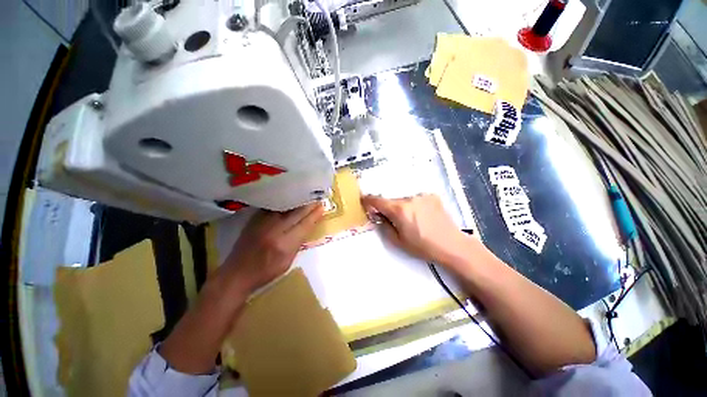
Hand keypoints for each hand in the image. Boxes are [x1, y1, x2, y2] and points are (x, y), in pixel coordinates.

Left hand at [223, 203, 323, 294]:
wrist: (236, 273)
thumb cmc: (265, 272)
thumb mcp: (287, 262)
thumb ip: (298, 244)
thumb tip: (306, 227)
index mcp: (284, 245)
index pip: (304, 225)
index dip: (314, 215)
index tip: (322, 207)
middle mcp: (274, 231)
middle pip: (296, 214)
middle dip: (308, 205)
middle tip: (317, 198)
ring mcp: (263, 223)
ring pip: (285, 208)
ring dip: (297, 201)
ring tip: (306, 195)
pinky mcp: (255, 220)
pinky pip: (273, 207)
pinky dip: (283, 203)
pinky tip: (289, 198)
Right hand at [361, 194, 469, 264]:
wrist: (452, 245)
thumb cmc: (423, 246)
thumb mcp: (398, 241)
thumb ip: (384, 226)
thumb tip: (377, 216)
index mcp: (399, 210)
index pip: (377, 200)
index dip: (368, 200)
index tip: (363, 201)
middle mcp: (409, 198)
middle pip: (392, 200)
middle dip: (389, 208)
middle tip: (393, 220)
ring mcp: (422, 195)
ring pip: (404, 200)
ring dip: (403, 207)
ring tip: (412, 221)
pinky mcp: (432, 196)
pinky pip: (416, 199)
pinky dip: (414, 206)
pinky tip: (423, 216)